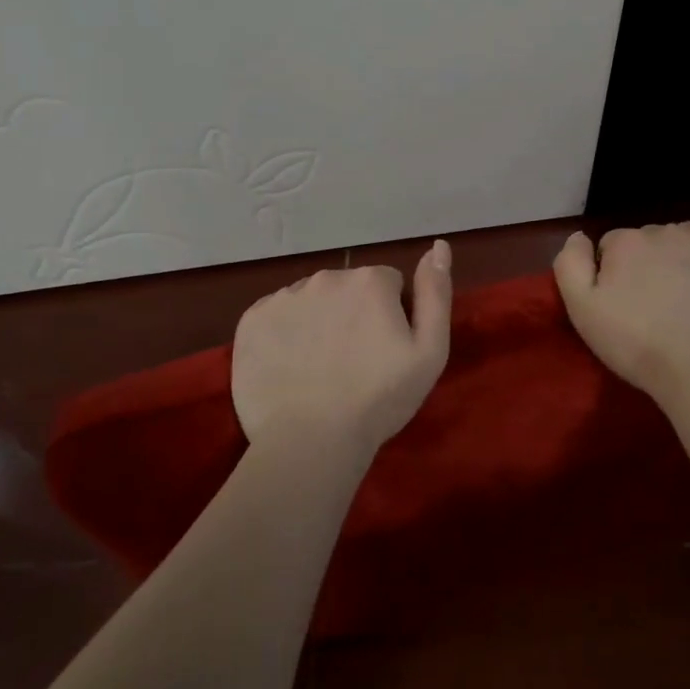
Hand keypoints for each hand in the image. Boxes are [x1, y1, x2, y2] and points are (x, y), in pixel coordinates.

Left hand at [231, 241, 451, 454]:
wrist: (310, 443)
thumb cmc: (380, 399)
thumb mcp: (430, 351)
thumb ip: (436, 293)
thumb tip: (439, 246)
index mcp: (370, 280)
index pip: (388, 284)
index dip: (392, 315)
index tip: (386, 350)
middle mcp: (325, 277)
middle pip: (348, 288)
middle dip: (354, 314)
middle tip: (354, 361)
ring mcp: (283, 297)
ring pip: (311, 300)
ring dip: (319, 321)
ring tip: (320, 368)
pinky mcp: (251, 320)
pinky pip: (276, 315)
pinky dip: (285, 333)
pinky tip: (291, 366)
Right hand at [553, 222, 689, 403]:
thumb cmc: (637, 343)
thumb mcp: (582, 311)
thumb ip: (569, 265)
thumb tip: (578, 237)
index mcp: (624, 242)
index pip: (610, 247)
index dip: (613, 276)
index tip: (622, 306)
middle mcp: (661, 229)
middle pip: (646, 241)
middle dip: (646, 266)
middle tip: (653, 308)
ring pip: (682, 238)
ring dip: (679, 258)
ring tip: (686, 298)